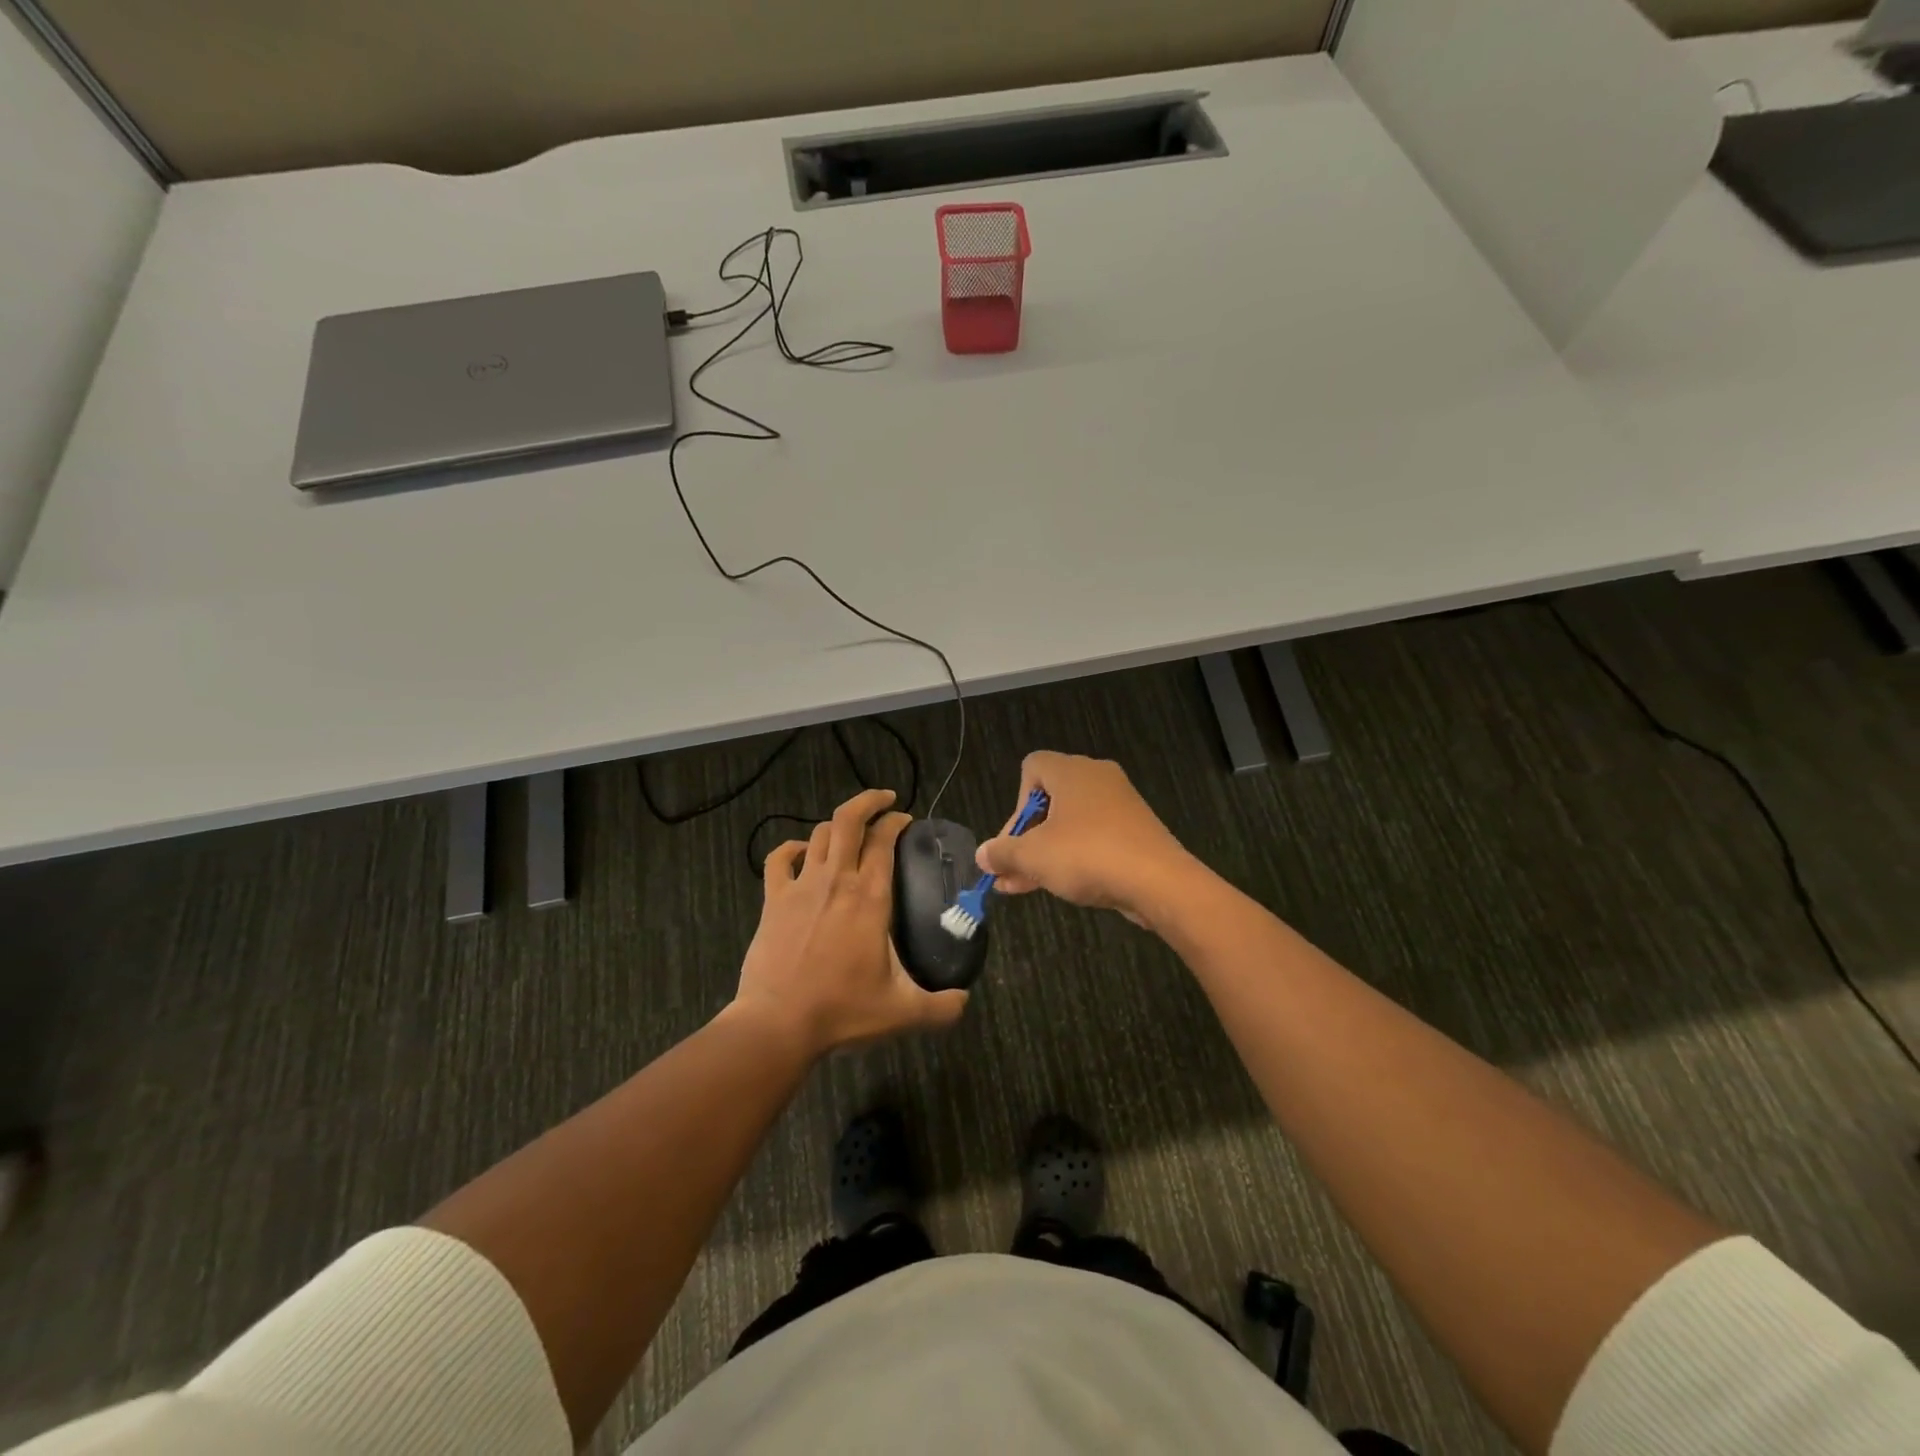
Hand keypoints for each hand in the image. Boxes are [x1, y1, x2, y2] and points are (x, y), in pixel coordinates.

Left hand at [733, 788, 968, 1057]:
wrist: (778, 1024)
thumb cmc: (842, 1011)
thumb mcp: (903, 1012)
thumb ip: (942, 1007)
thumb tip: (965, 1001)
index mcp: (870, 897)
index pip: (884, 840)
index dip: (896, 821)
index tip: (907, 820)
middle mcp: (836, 880)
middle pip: (848, 820)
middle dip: (869, 801)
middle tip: (886, 801)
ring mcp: (801, 887)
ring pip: (818, 834)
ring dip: (837, 826)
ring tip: (851, 833)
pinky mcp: (773, 900)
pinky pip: (779, 858)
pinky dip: (792, 848)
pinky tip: (802, 853)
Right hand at [975, 752, 1200, 928]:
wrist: (1159, 882)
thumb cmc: (1088, 855)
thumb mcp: (1034, 856)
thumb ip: (1002, 853)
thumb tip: (982, 855)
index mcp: (1072, 771)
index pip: (1032, 767)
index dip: (1015, 803)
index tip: (1014, 838)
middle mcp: (1096, 778)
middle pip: (1049, 800)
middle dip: (1024, 836)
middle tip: (1011, 869)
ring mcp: (1120, 805)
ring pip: (1069, 824)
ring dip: (1044, 852)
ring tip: (1020, 887)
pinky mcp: (1135, 831)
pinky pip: (1093, 838)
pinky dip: (1073, 857)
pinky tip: (1057, 887)